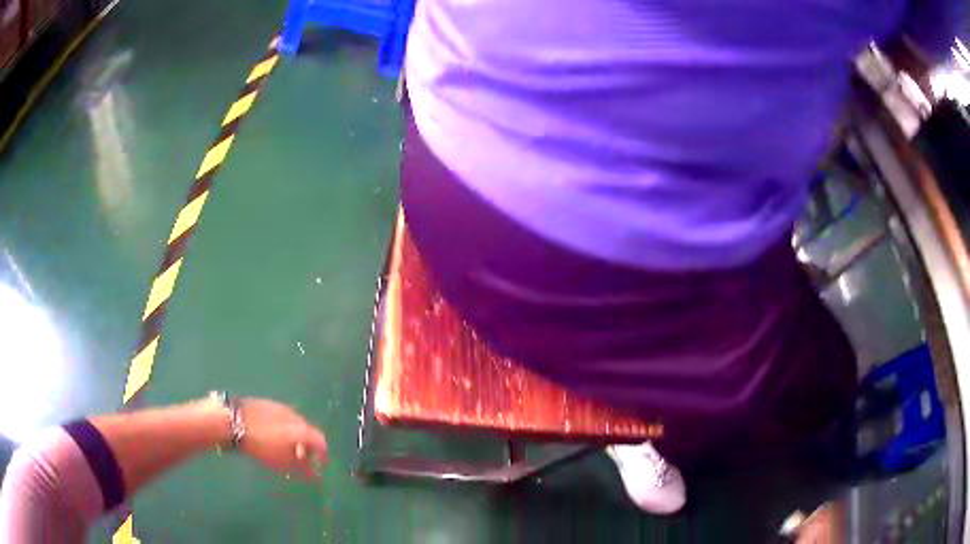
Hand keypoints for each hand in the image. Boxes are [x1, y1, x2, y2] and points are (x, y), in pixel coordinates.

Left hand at [237, 398, 327, 479]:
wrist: (234, 421)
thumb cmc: (261, 446)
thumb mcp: (283, 463)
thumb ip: (303, 469)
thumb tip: (316, 475)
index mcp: (303, 430)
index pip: (321, 442)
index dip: (322, 455)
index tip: (320, 465)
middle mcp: (296, 416)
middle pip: (308, 433)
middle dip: (306, 447)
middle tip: (300, 460)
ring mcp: (281, 407)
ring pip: (294, 425)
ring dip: (294, 437)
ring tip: (283, 449)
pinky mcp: (268, 403)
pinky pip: (282, 419)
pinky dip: (283, 429)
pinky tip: (271, 437)